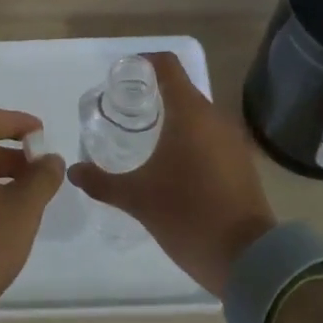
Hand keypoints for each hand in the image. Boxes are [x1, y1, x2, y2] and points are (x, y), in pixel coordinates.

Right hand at [68, 51, 276, 296]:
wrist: (248, 258)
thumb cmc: (188, 215)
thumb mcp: (137, 199)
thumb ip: (102, 181)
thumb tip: (74, 170)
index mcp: (189, 112)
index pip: (167, 65)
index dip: (144, 63)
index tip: (122, 77)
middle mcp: (214, 117)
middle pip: (181, 89)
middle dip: (153, 94)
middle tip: (125, 111)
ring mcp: (232, 139)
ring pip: (197, 115)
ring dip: (173, 118)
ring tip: (146, 138)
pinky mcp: (242, 162)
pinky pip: (211, 136)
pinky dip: (191, 139)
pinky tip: (174, 164)